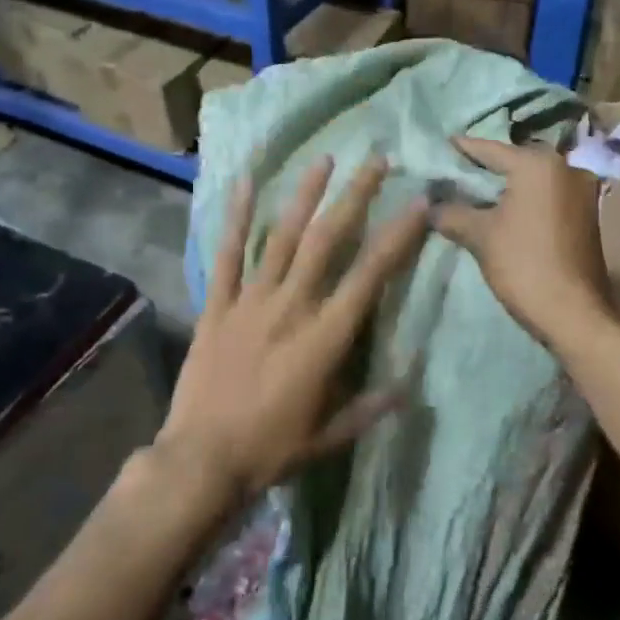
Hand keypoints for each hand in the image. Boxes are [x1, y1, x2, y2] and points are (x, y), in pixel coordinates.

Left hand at [159, 156, 429, 502]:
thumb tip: (407, 387)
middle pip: (328, 241)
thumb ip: (368, 407)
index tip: (418, 203)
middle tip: (376, 161)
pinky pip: (227, 255)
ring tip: (324, 159)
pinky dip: (236, 219)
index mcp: (325, 337)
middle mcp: (292, 307)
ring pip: (282, 238)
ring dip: (305, 195)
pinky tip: (244, 184)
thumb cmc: (271, 450)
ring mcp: (250, 301)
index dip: (397, 236)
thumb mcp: (329, 436)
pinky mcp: (217, 306)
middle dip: (355, 197)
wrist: (202, 461)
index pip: (370, 275)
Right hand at [431, 136, 614, 349]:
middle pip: (512, 161)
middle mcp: (565, 168)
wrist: (574, 314)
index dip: (461, 149)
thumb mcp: (480, 236)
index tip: (438, 146)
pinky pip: (545, 196)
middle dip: (482, 169)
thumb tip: (431, 206)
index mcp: (538, 165)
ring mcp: (580, 191)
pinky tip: (500, 211)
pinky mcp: (585, 213)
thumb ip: (452, 212)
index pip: (489, 149)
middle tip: (451, 173)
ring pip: (530, 180)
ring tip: (470, 193)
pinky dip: (522, 199)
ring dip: (503, 186)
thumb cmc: (524, 265)